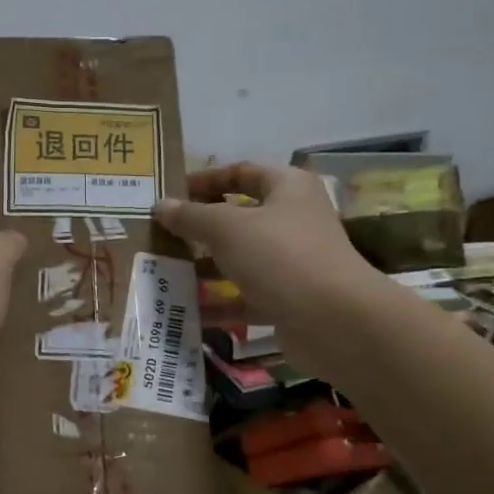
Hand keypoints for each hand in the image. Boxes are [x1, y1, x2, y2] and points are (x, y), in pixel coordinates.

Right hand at [155, 163, 380, 378]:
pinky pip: (245, 297)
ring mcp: (292, 263)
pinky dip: (219, 304)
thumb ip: (191, 216)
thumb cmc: (280, 256)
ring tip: (164, 273)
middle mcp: (293, 221)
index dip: (207, 179)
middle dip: (200, 228)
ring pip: (240, 260)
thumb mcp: (227, 228)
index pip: (243, 172)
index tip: (172, 192)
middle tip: (160, 235)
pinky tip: (186, 311)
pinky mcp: (287, 301)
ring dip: (205, 267)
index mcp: (287, 188)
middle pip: (239, 218)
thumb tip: (161, 206)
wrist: (333, 321)